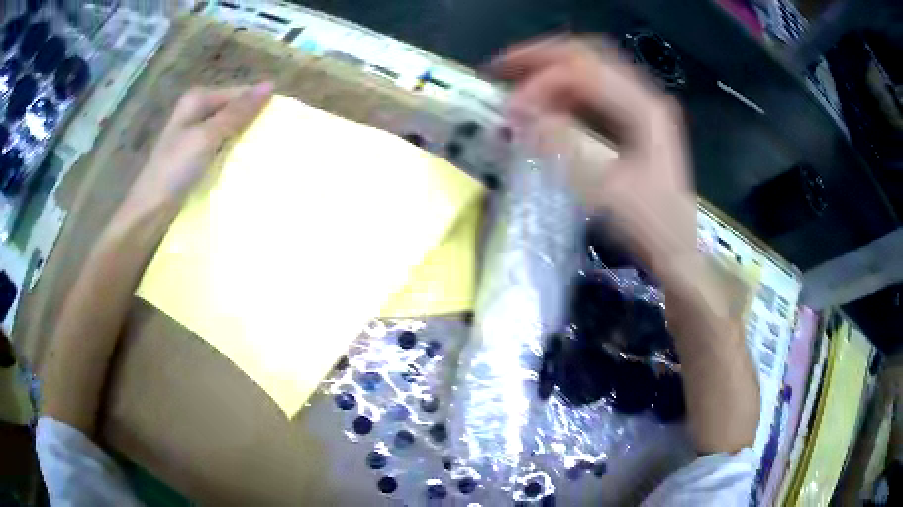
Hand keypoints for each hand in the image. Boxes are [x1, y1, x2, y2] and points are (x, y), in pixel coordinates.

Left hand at [122, 82, 273, 216]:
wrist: (150, 211)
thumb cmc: (175, 169)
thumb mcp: (207, 136)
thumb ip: (237, 112)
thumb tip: (270, 85)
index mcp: (197, 99)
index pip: (238, 93)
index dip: (258, 104)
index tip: (281, 121)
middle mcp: (196, 112)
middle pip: (233, 110)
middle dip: (251, 122)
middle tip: (276, 138)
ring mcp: (194, 135)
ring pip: (228, 130)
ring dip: (243, 139)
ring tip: (266, 151)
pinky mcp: (194, 156)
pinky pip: (220, 147)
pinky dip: (232, 153)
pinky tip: (244, 163)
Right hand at [492, 38, 695, 283]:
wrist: (677, 251)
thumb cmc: (649, 225)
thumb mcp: (606, 189)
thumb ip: (564, 145)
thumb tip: (521, 114)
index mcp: (644, 108)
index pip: (582, 72)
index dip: (540, 82)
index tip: (510, 109)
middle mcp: (643, 96)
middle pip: (586, 55)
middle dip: (539, 58)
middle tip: (500, 70)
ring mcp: (640, 107)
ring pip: (589, 69)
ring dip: (550, 71)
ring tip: (515, 81)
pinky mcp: (634, 122)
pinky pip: (593, 92)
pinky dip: (563, 92)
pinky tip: (544, 103)